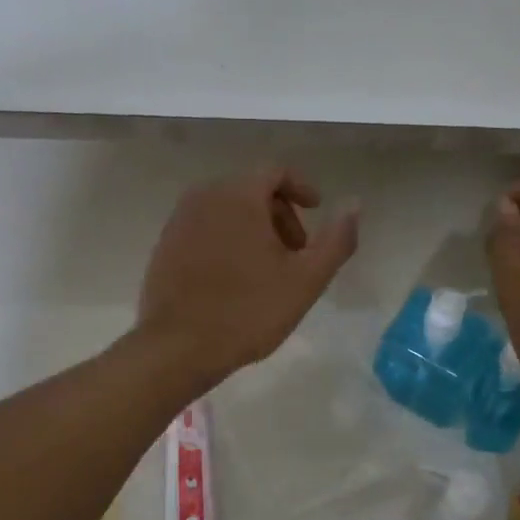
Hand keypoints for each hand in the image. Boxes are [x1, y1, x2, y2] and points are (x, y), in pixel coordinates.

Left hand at [137, 167, 359, 389]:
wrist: (177, 348)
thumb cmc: (248, 311)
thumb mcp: (306, 279)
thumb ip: (336, 239)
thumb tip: (354, 204)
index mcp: (238, 195)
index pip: (276, 172)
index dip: (302, 188)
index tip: (317, 211)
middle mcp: (204, 196)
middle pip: (251, 189)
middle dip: (280, 214)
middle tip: (296, 252)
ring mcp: (179, 220)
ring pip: (227, 209)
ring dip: (253, 228)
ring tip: (268, 269)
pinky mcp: (165, 245)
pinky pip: (205, 228)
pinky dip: (227, 240)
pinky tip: (235, 279)